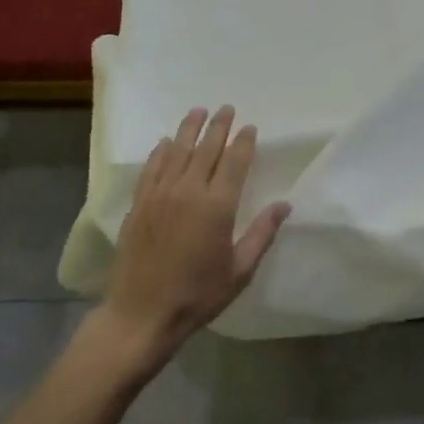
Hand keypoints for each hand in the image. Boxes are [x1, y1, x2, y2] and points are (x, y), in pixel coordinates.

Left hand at [97, 106, 289, 369]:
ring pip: (177, 151)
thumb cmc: (197, 295)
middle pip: (206, 149)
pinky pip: (151, 168)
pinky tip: (166, 142)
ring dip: (189, 129)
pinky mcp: (138, 204)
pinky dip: (161, 152)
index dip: (244, 142)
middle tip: (227, 109)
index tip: (250, 127)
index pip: (234, 162)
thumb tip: (284, 205)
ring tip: (198, 111)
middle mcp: (188, 191)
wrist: (141, 315)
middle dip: (219, 126)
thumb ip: (261, 234)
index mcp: (217, 206)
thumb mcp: (239, 271)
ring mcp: (159, 195)